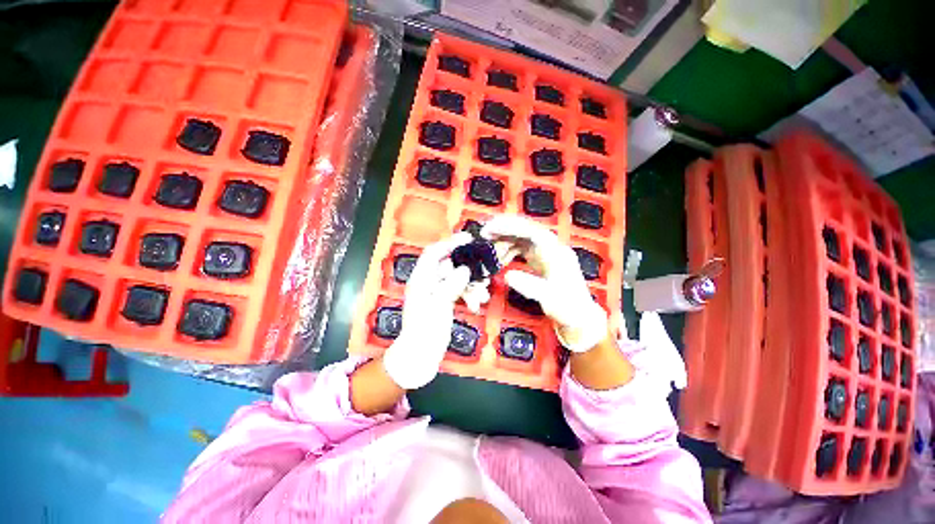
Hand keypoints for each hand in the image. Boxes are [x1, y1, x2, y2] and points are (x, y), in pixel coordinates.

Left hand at [382, 233, 472, 388]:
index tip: (468, 239)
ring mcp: (438, 292)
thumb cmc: (424, 329)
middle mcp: (429, 282)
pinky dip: (470, 295)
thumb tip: (465, 269)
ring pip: (458, 279)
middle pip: (450, 265)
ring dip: (471, 284)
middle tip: (483, 271)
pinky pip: (460, 291)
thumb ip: (451, 284)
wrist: (421, 355)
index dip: (449, 243)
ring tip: (482, 294)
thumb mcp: (437, 304)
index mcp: (421, 279)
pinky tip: (477, 303)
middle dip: (467, 268)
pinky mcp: (446, 301)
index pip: (433, 253)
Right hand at [482, 215, 607, 351]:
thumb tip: (508, 275)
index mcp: (556, 252)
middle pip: (526, 231)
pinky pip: (522, 249)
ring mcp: (545, 254)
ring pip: (522, 239)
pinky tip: (500, 258)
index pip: (532, 232)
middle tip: (485, 233)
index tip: (493, 228)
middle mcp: (551, 248)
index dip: (511, 227)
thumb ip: (529, 286)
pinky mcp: (540, 261)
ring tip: (489, 247)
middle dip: (505, 229)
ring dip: (505, 240)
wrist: (579, 317)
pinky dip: (509, 251)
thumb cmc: (568, 307)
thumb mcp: (549, 298)